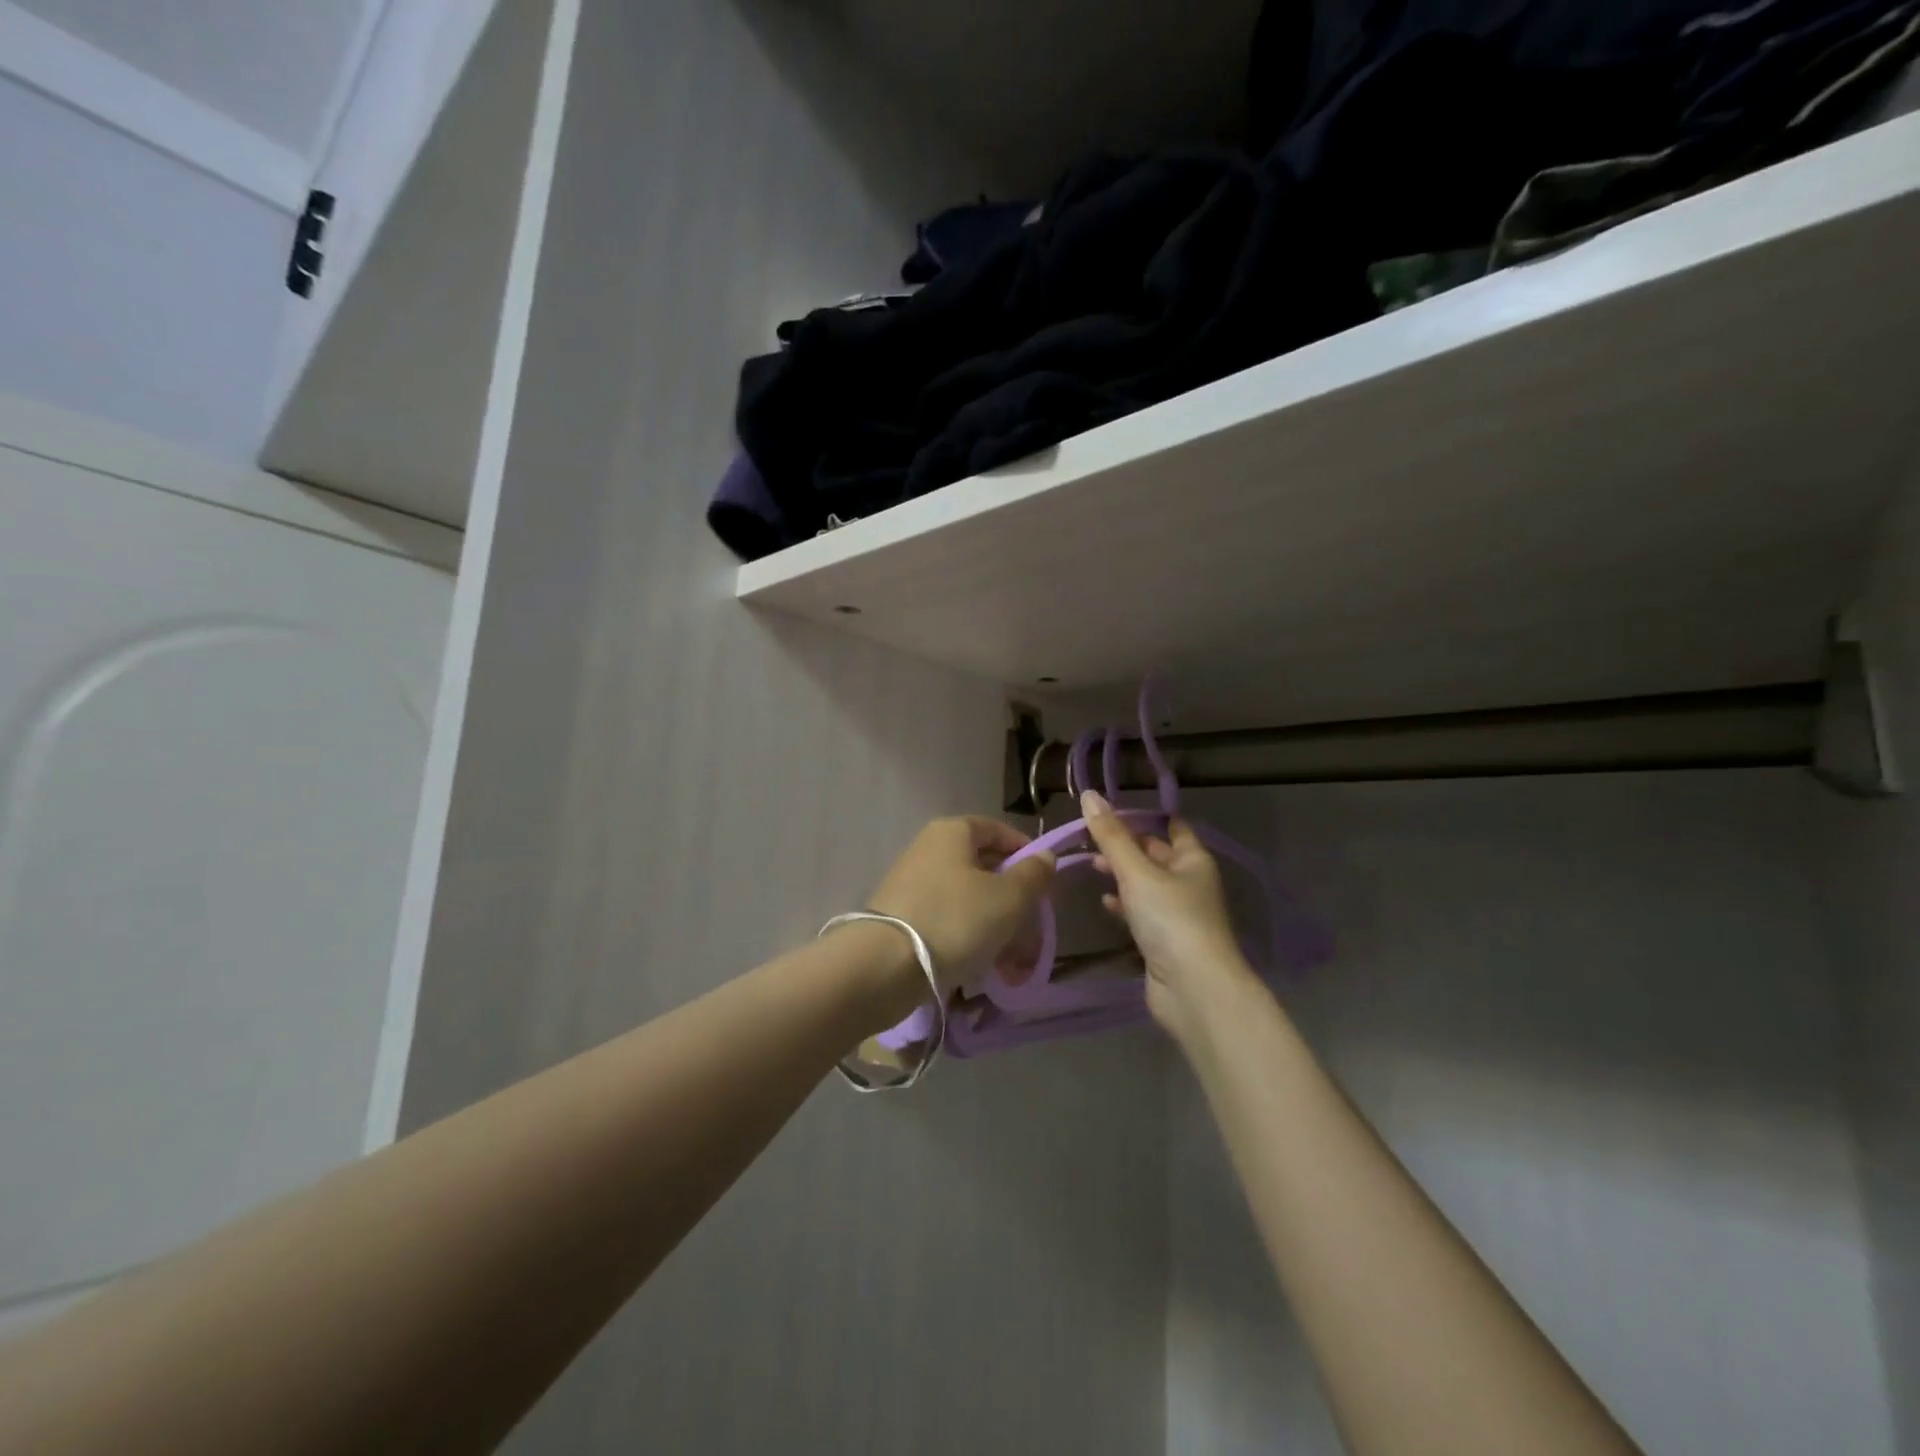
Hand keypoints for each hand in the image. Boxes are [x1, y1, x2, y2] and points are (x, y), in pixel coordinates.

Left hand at [867, 817, 1055, 995]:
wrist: (885, 966)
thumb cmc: (955, 919)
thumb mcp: (1008, 898)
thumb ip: (1033, 875)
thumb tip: (1045, 856)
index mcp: (952, 832)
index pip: (996, 829)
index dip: (1024, 851)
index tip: (1044, 881)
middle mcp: (928, 849)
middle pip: (982, 866)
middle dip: (1012, 897)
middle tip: (1032, 925)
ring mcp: (911, 883)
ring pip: (966, 898)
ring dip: (994, 923)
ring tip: (1012, 959)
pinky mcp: (902, 917)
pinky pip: (946, 919)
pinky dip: (968, 937)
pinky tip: (982, 965)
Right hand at [1079, 790, 1253, 1043]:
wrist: (1193, 989)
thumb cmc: (1171, 919)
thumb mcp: (1136, 872)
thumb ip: (1111, 836)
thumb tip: (1089, 795)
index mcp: (1192, 859)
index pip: (1172, 825)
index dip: (1145, 815)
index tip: (1111, 809)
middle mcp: (1189, 882)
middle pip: (1155, 854)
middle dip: (1125, 845)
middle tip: (1089, 837)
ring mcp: (1178, 913)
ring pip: (1146, 884)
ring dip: (1122, 874)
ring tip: (1091, 865)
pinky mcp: (1165, 940)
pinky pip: (1142, 912)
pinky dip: (1124, 904)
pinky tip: (1104, 902)